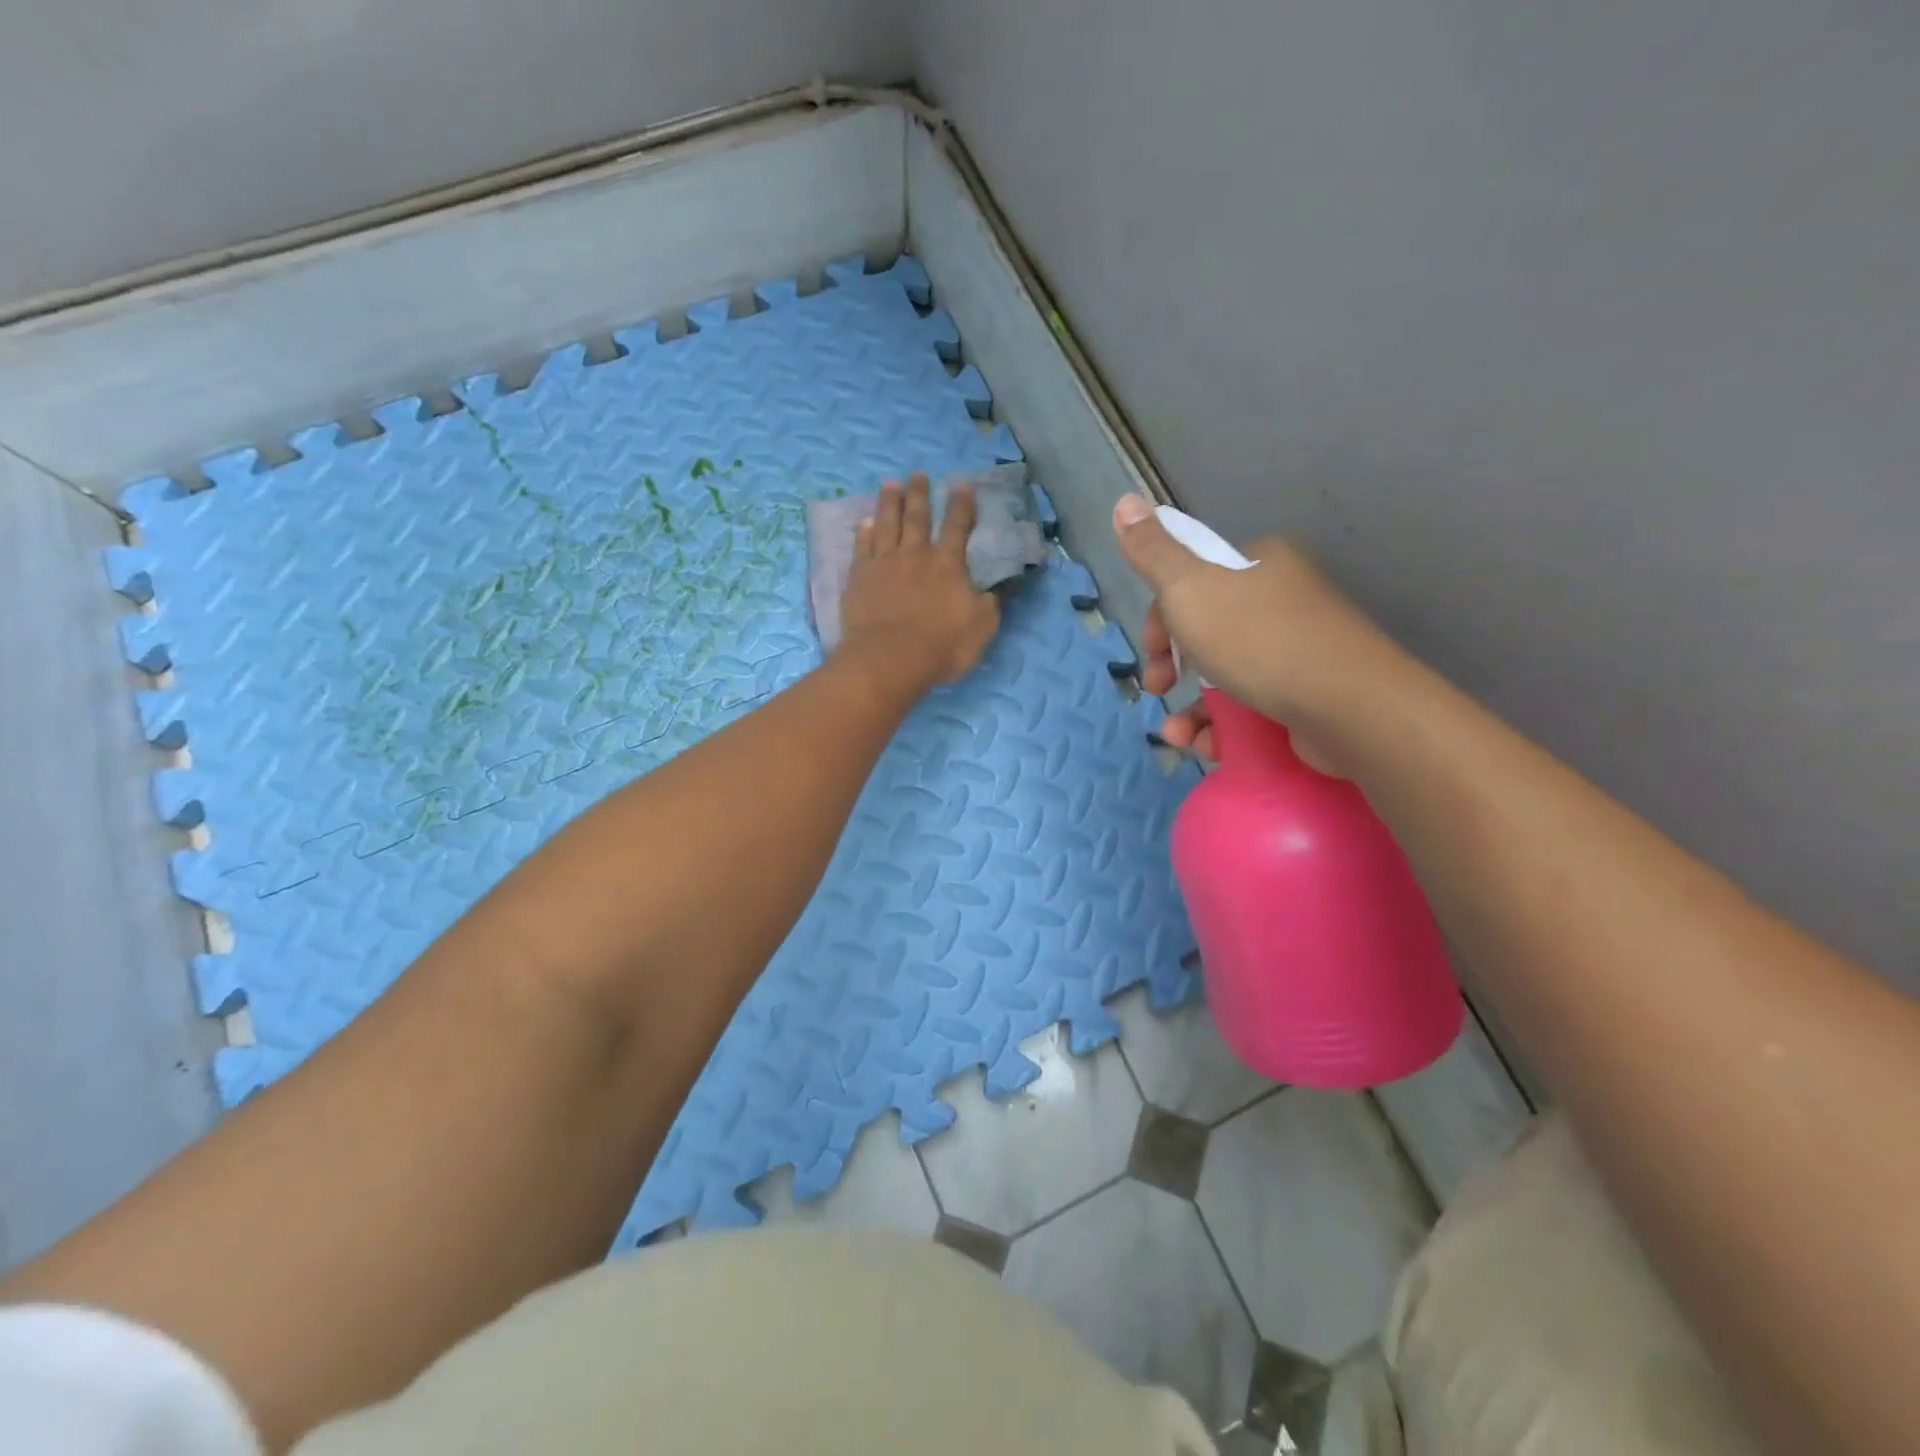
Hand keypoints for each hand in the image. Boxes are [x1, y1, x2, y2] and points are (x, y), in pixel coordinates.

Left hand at [838, 474, 1000, 695]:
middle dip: (920, 494)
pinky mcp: (859, 577)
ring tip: (891, 484)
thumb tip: (994, 589)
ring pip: (887, 524)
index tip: (962, 484)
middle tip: (918, 474)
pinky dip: (863, 532)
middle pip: (918, 518)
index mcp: (948, 565)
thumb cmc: (941, 646)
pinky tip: (864, 521)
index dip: (962, 505)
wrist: (890, 659)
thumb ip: (989, 604)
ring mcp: (884, 563)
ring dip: (890, 503)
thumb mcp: (981, 628)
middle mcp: (916, 555)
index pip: (958, 527)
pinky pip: (861, 547)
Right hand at [1112, 494, 1397, 768]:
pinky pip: (1253, 707)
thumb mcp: (1189, 588)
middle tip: (1158, 690)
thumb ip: (1152, 553)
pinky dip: (1223, 728)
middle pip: (1207, 631)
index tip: (1151, 650)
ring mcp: (1299, 649)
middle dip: (1172, 667)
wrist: (1349, 705)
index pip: (1194, 581)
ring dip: (1191, 709)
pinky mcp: (1309, 695)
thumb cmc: (1258, 639)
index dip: (1161, 618)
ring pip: (1227, 676)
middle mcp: (1283, 599)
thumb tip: (1124, 501)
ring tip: (1177, 738)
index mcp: (1259, 564)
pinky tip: (1207, 747)